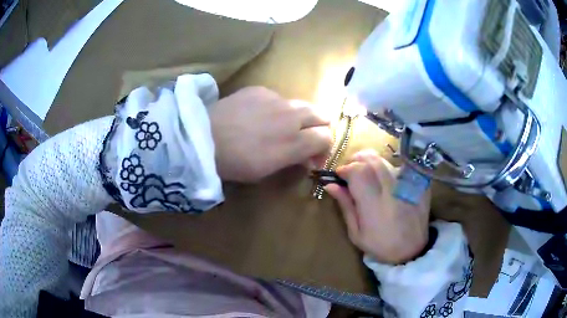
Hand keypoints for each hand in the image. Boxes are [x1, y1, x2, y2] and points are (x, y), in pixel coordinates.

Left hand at [209, 87, 331, 182]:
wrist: (202, 138)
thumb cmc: (234, 163)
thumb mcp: (267, 170)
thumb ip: (294, 159)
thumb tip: (308, 156)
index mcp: (295, 141)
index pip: (326, 137)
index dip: (323, 148)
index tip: (311, 157)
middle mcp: (292, 116)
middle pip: (322, 114)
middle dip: (319, 127)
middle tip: (304, 138)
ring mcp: (276, 99)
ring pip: (301, 104)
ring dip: (298, 117)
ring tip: (278, 127)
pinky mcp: (260, 89)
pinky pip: (277, 98)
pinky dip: (276, 108)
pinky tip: (258, 116)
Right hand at [325, 150, 430, 264]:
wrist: (412, 250)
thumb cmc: (380, 245)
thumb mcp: (356, 233)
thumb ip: (346, 206)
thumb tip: (331, 185)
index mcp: (374, 204)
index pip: (358, 171)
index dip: (345, 169)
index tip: (340, 176)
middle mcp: (392, 189)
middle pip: (371, 159)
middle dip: (356, 160)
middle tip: (351, 172)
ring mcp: (408, 184)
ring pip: (385, 160)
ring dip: (371, 163)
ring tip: (367, 175)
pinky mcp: (419, 183)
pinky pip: (400, 166)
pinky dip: (388, 169)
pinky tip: (385, 181)